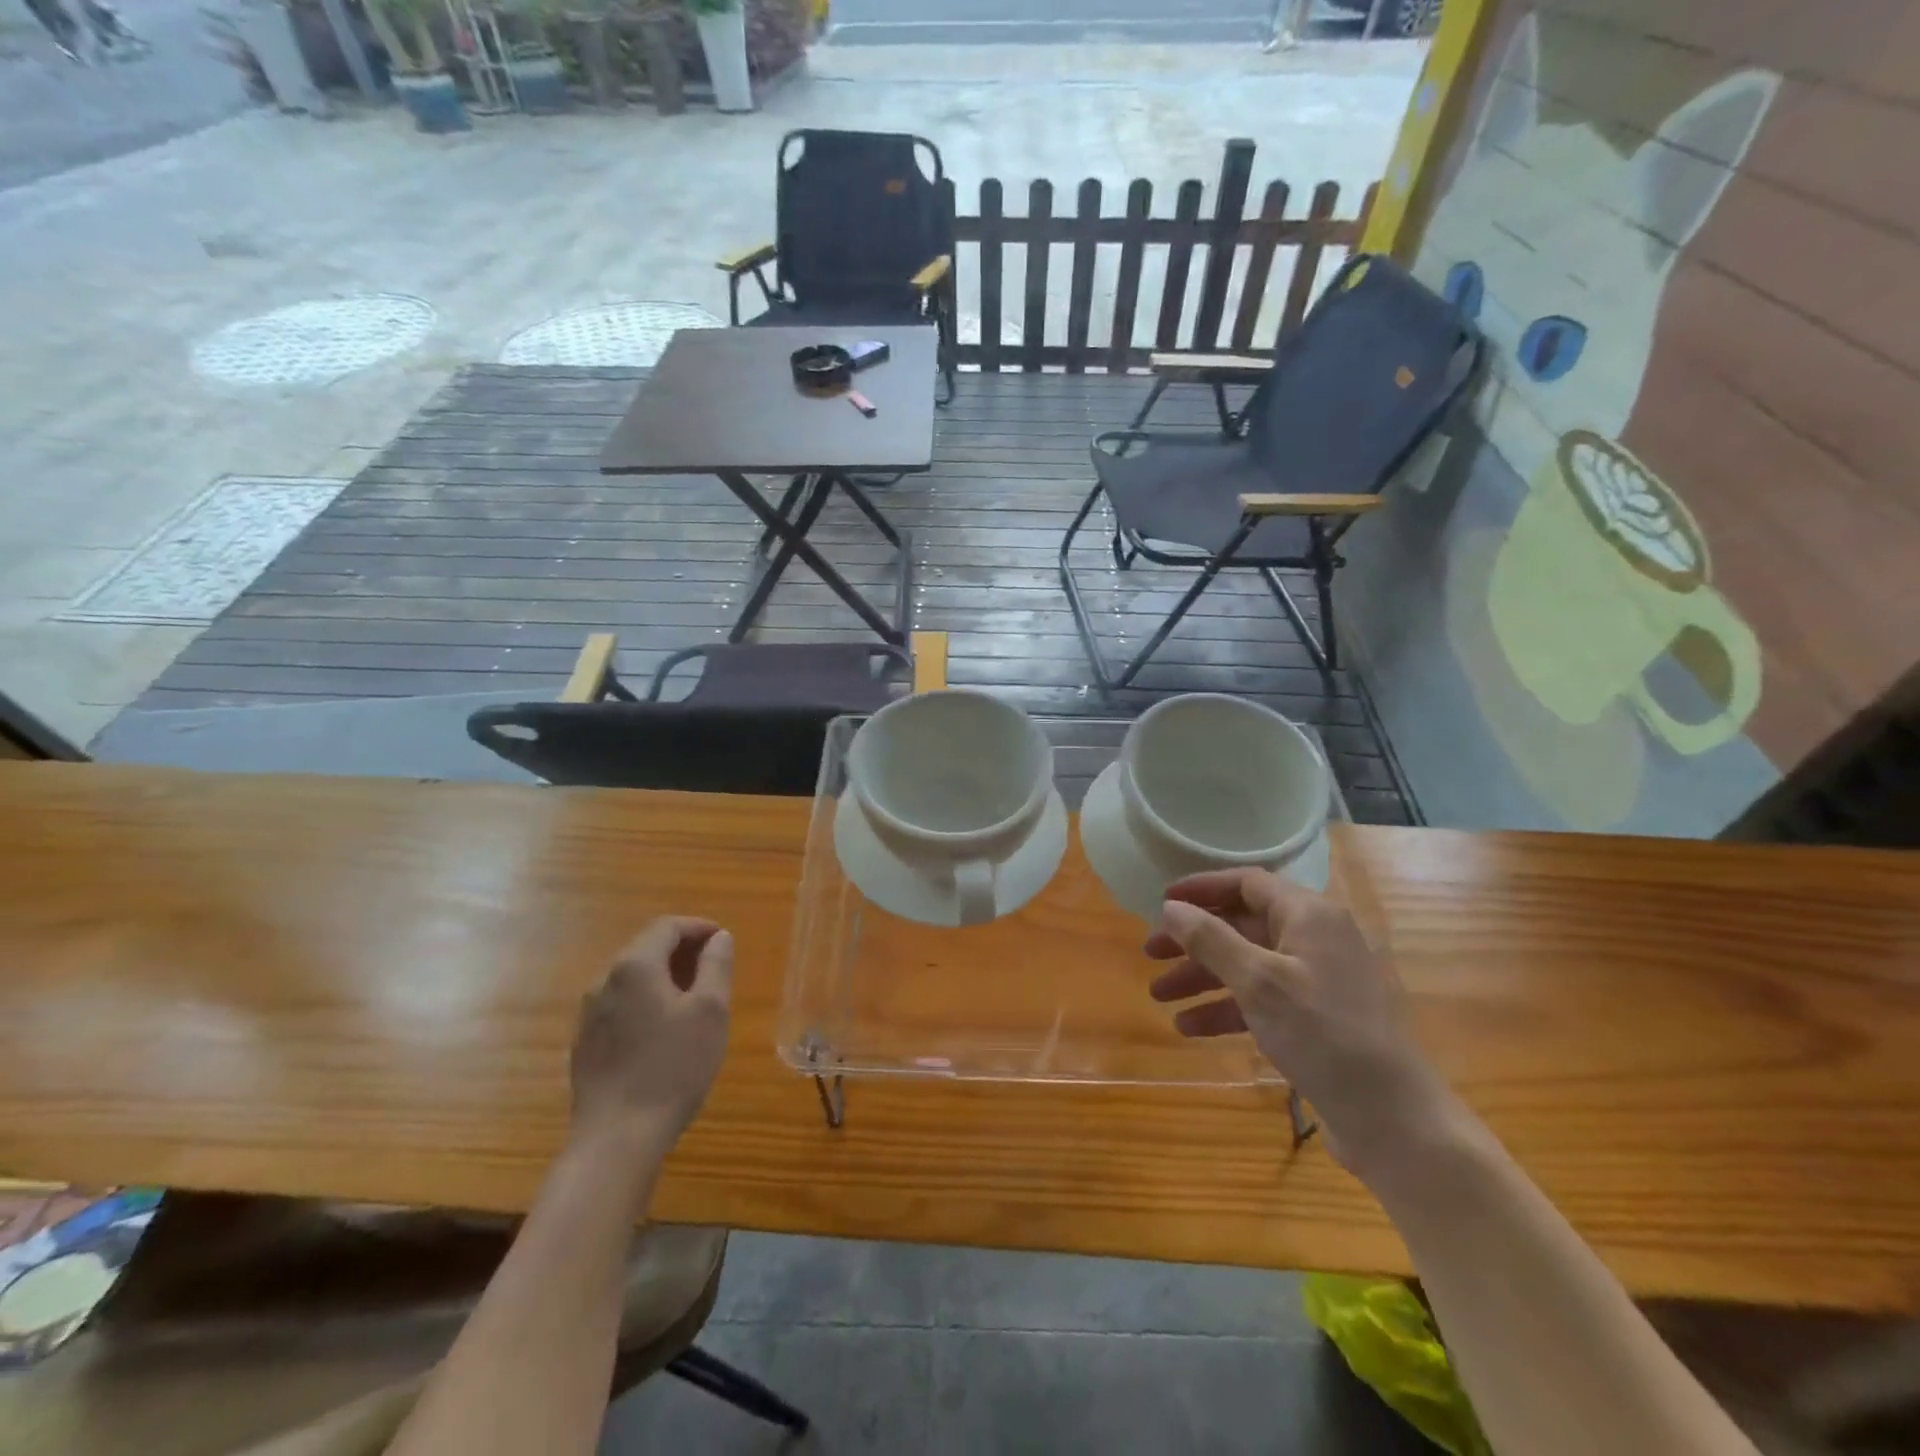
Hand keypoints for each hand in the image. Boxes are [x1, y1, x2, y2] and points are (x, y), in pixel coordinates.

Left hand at [570, 917, 733, 1151]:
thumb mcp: (710, 1011)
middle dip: (682, 951)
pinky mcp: (584, 1044)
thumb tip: (719, 937)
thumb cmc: (673, 1068)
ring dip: (664, 977)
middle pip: (646, 949)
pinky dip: (646, 1001)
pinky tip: (664, 1030)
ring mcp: (589, 1014)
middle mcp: (604, 981)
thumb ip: (717, 966)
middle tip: (714, 968)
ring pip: (632, 979)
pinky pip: (620, 1005)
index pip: (667, 926)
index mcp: (635, 966)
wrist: (617, 1139)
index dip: (698, 927)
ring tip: (694, 998)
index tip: (724, 940)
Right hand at [1146, 869, 1457, 1183]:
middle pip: (1243, 925)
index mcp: (1310, 915)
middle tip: (1150, 954)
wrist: (1394, 1119)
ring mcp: (1319, 980)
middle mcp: (1316, 939)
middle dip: (1194, 940)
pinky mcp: (1317, 1018)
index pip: (1247, 883)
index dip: (1202, 888)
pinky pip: (1262, 999)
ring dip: (1203, 977)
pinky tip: (1190, 1027)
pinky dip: (1227, 1008)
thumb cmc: (1323, 1034)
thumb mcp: (1258, 982)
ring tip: (1160, 996)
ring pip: (1248, 964)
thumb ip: (1210, 939)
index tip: (1161, 901)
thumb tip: (1170, 906)